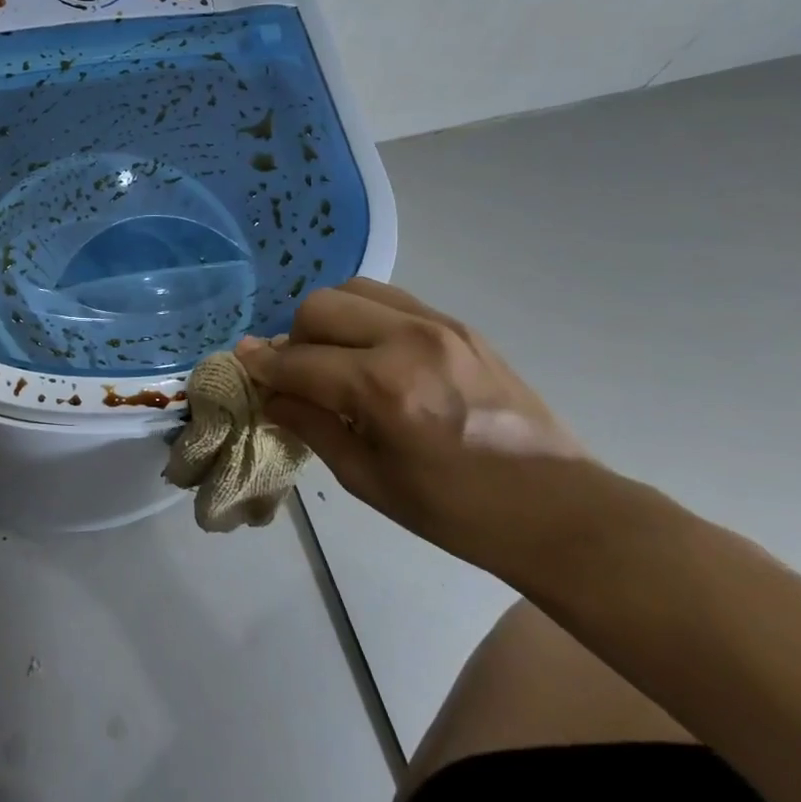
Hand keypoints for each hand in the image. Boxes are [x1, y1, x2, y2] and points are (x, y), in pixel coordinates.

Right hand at [236, 279, 583, 548]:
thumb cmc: (455, 511)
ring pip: (353, 290)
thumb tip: (270, 394)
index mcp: (383, 388)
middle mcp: (407, 340)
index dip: (262, 367)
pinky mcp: (459, 325)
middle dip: (293, 338)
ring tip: (333, 358)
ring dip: (328, 319)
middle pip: (319, 307)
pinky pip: (390, 300)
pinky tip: (369, 353)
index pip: (298, 362)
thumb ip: (311, 426)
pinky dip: (363, 316)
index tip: (242, 368)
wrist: (558, 508)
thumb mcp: (368, 479)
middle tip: (296, 374)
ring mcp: (438, 325)